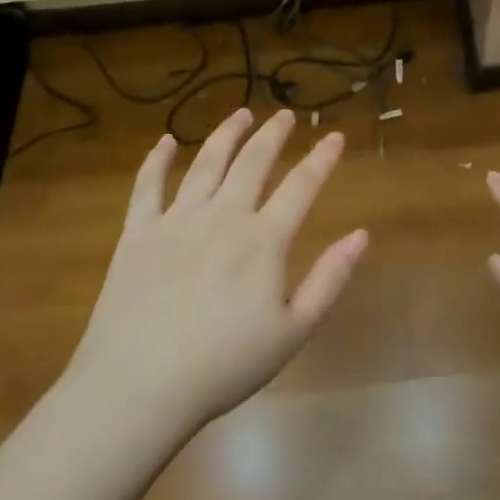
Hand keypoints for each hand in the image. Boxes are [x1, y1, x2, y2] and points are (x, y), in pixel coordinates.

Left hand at [65, 108, 366, 434]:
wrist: (140, 385)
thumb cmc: (224, 365)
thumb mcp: (293, 331)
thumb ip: (329, 279)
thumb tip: (362, 235)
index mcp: (263, 240)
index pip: (301, 186)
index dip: (321, 158)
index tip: (333, 135)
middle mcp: (222, 216)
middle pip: (252, 162)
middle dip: (273, 134)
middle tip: (284, 115)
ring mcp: (176, 220)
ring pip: (206, 162)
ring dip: (226, 134)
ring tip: (240, 114)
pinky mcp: (138, 232)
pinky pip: (147, 185)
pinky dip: (157, 160)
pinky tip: (165, 141)